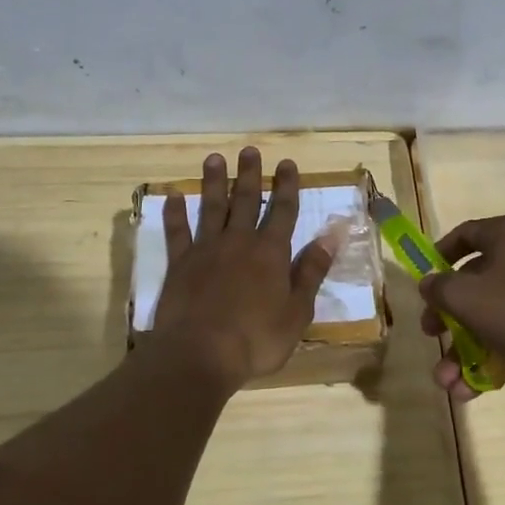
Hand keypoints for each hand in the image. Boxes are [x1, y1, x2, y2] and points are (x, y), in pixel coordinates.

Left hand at [151, 148, 334, 388]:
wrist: (200, 354)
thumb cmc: (257, 339)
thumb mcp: (297, 311)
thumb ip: (311, 271)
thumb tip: (331, 236)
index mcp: (271, 253)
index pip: (283, 211)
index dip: (286, 186)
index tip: (287, 163)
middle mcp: (239, 242)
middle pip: (245, 200)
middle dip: (249, 174)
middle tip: (249, 150)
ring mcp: (206, 250)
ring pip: (211, 208)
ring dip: (213, 182)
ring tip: (214, 159)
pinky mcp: (179, 264)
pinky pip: (176, 232)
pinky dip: (174, 213)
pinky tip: (172, 196)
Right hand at [417, 212, 504, 399]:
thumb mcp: (464, 296)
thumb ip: (438, 287)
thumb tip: (429, 284)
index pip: (466, 234)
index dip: (439, 255)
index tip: (425, 281)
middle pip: (475, 281)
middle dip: (448, 317)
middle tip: (431, 335)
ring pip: (493, 313)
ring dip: (465, 348)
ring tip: (447, 381)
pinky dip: (492, 354)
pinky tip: (471, 388)